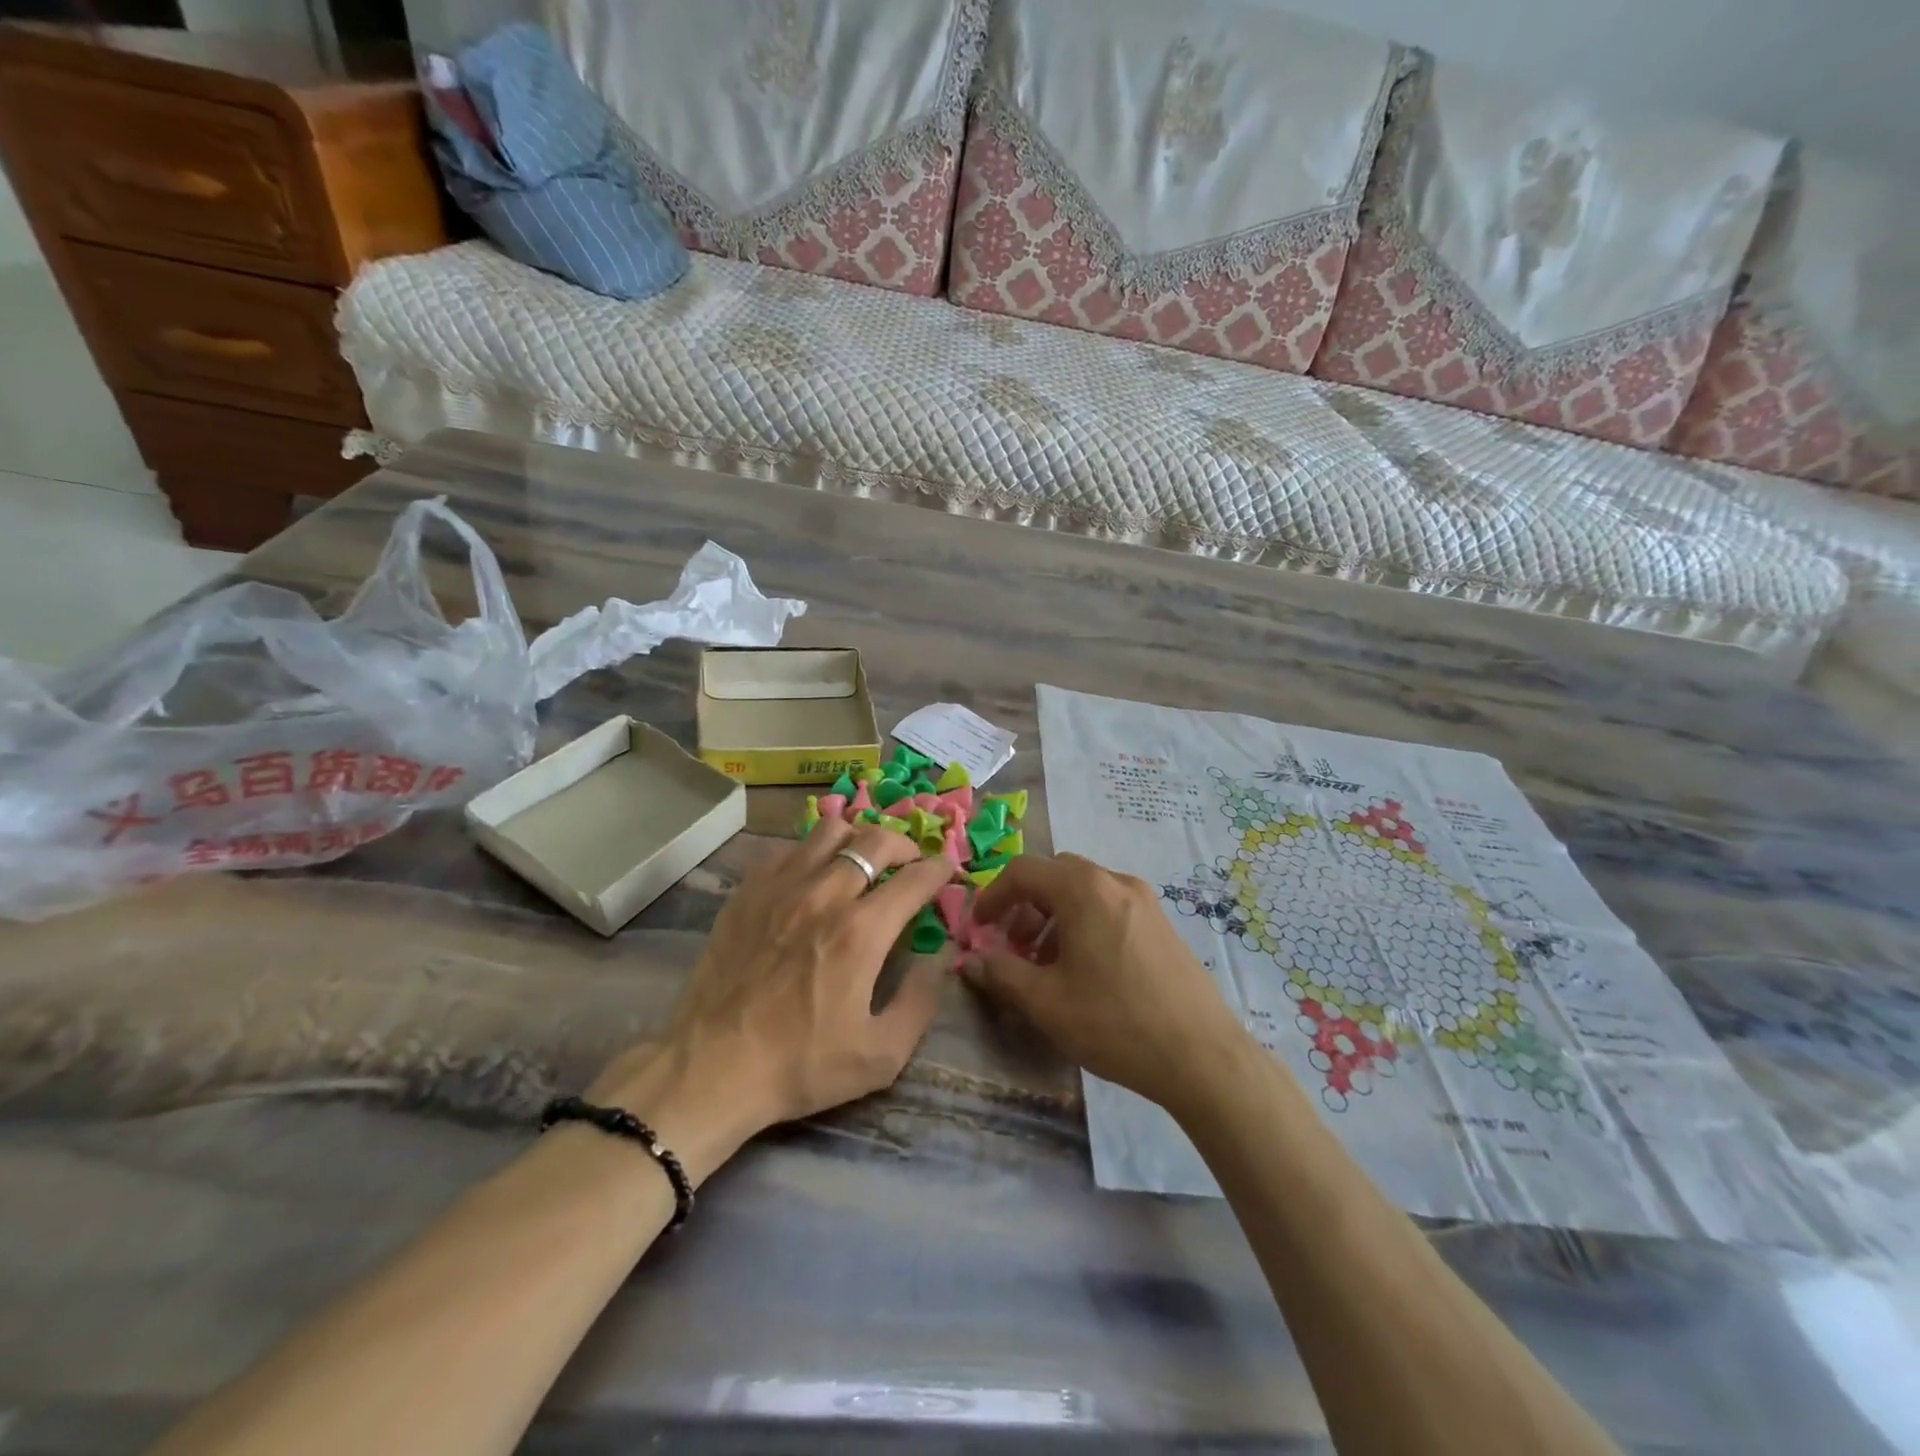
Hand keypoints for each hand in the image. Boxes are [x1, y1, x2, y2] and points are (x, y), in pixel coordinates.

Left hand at [590, 818, 956, 1181]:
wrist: (712, 1068)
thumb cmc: (800, 1065)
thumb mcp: (880, 1056)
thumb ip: (921, 1002)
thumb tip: (939, 959)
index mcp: (862, 932)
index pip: (915, 878)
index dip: (939, 869)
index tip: (945, 872)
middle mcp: (825, 895)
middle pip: (876, 840)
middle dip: (905, 846)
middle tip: (909, 864)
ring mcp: (781, 887)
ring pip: (830, 830)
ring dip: (857, 839)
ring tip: (860, 861)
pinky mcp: (748, 891)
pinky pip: (788, 847)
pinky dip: (811, 852)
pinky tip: (812, 876)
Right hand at [959, 854, 1249, 1116]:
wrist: (1202, 1056)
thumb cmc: (1114, 1022)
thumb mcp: (1045, 1002)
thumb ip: (1001, 973)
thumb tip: (972, 959)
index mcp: (1083, 889)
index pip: (1023, 871)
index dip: (993, 896)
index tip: (979, 928)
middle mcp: (1114, 881)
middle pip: (1055, 875)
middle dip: (1026, 904)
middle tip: (1014, 945)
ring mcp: (1144, 900)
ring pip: (1084, 891)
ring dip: (1054, 915)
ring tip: (1047, 964)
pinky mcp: (1163, 923)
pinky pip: (1110, 906)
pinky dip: (1084, 922)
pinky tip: (1086, 970)